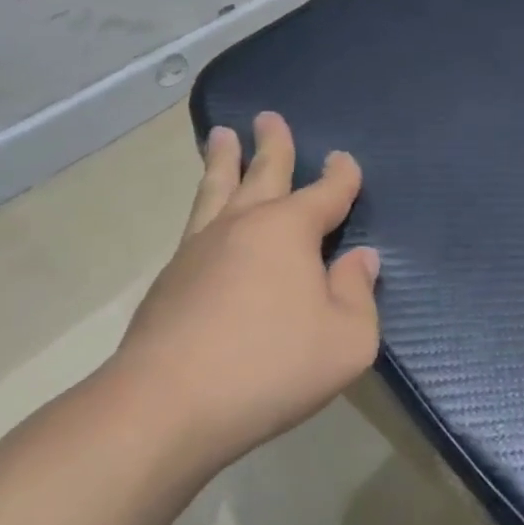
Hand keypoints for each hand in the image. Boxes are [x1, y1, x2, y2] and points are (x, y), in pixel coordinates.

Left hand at [108, 112, 379, 472]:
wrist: (164, 407)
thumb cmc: (270, 366)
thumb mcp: (347, 339)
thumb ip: (359, 294)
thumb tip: (359, 259)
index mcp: (289, 230)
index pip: (326, 191)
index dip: (341, 175)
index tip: (344, 159)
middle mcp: (243, 226)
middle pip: (262, 172)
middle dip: (271, 144)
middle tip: (266, 117)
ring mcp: (199, 250)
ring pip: (216, 190)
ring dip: (222, 161)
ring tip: (219, 136)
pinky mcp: (168, 281)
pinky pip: (194, 225)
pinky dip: (203, 206)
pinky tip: (204, 218)